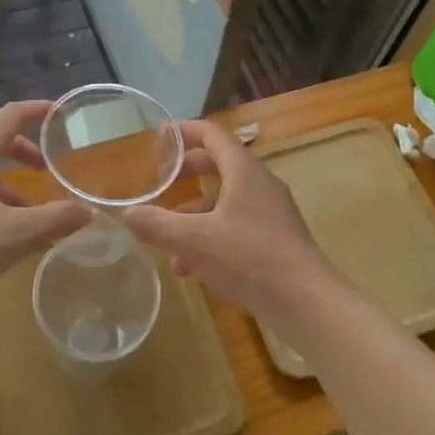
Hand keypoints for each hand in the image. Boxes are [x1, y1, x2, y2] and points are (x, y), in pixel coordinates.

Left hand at [0, 101, 91, 310]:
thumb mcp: (15, 235)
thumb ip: (55, 220)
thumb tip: (88, 213)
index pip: (11, 115)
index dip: (38, 110)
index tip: (61, 113)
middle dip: (25, 149)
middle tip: (48, 166)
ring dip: (8, 178)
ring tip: (31, 208)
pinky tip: (2, 229)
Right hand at [122, 119, 339, 321]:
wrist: (307, 303)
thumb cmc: (250, 259)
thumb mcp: (195, 241)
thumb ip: (158, 225)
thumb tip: (127, 214)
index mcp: (244, 171)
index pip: (213, 134)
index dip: (185, 131)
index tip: (161, 137)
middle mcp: (260, 184)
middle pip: (219, 165)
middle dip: (187, 173)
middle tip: (162, 182)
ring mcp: (271, 212)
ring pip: (225, 201)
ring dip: (195, 215)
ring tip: (167, 242)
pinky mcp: (275, 239)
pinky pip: (236, 226)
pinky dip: (211, 237)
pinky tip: (191, 270)